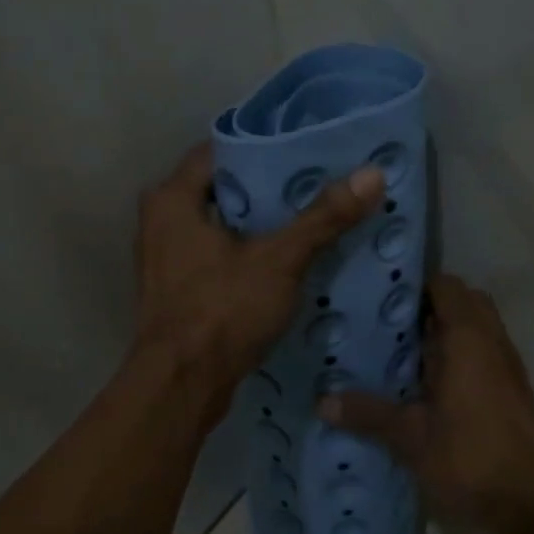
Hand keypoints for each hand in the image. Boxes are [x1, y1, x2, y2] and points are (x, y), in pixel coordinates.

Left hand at [133, 142, 386, 412]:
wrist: (181, 386)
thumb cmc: (222, 310)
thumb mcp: (279, 260)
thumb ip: (323, 218)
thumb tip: (372, 173)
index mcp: (172, 199)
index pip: (221, 150)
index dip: (265, 147)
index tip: (308, 149)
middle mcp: (161, 220)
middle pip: (224, 188)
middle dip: (269, 187)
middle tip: (319, 181)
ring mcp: (167, 257)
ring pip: (222, 225)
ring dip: (261, 224)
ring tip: (312, 215)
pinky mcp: (178, 288)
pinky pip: (218, 255)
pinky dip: (248, 252)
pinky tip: (288, 258)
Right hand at [318, 274, 533, 533]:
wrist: (530, 503)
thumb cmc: (470, 457)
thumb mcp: (410, 437)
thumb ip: (368, 413)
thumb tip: (322, 402)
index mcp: (468, 339)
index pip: (446, 287)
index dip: (415, 284)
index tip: (381, 294)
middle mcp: (491, 342)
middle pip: (464, 301)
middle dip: (431, 305)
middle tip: (390, 323)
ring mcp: (505, 366)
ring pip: (476, 328)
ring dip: (446, 331)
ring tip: (401, 350)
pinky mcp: (511, 389)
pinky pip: (483, 352)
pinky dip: (459, 354)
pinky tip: (427, 382)